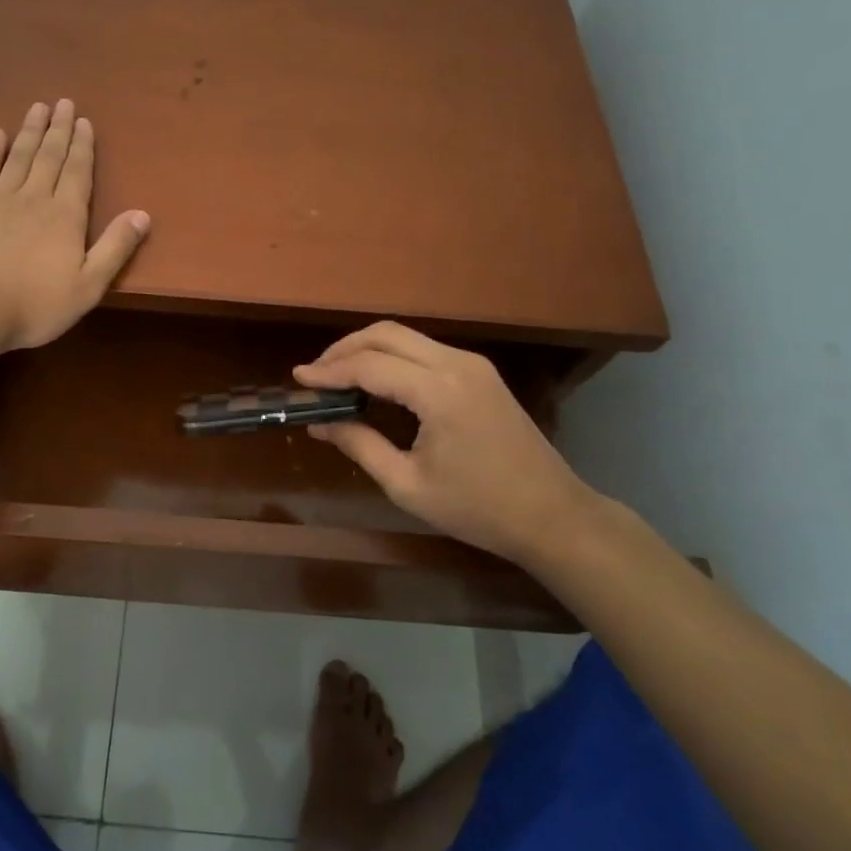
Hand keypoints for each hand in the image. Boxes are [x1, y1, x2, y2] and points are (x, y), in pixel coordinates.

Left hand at [0, 99, 149, 351]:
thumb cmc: (35, 305)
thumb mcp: (88, 285)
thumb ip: (116, 248)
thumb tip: (143, 214)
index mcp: (66, 216)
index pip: (78, 172)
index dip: (82, 146)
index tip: (84, 121)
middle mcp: (35, 198)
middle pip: (50, 156)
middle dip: (58, 129)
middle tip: (63, 102)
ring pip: (19, 156)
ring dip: (30, 130)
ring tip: (38, 107)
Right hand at [294, 322, 598, 564]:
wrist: (553, 516)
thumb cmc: (478, 509)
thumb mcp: (408, 485)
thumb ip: (360, 445)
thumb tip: (320, 423)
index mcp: (440, 392)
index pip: (370, 365)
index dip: (329, 371)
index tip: (298, 379)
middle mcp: (457, 364)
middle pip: (387, 334)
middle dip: (345, 349)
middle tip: (316, 374)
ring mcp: (472, 364)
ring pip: (406, 336)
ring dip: (368, 349)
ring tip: (337, 377)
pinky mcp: (480, 373)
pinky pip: (424, 350)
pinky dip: (392, 357)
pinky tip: (375, 381)